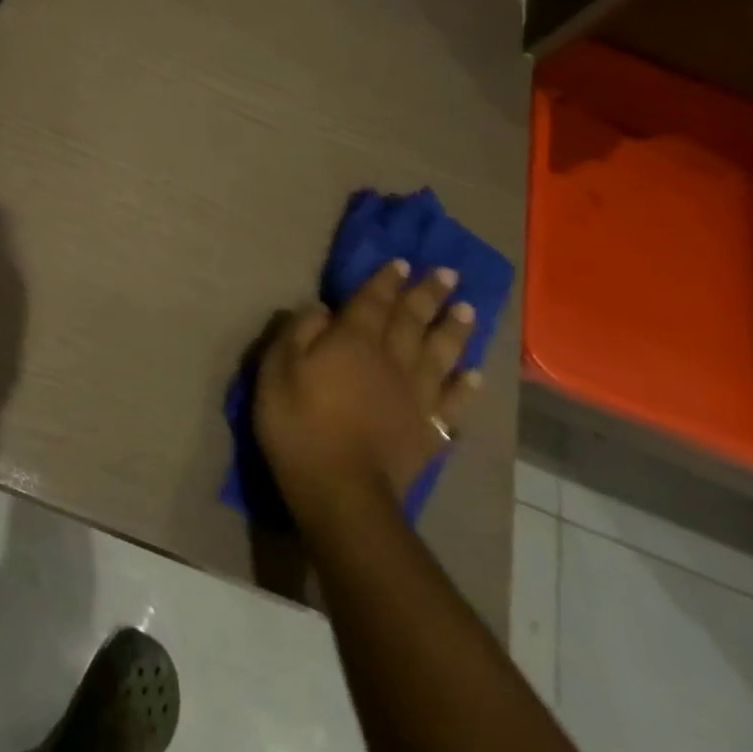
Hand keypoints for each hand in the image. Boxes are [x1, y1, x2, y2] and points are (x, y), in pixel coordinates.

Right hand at [254, 261, 479, 527]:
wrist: (340, 489)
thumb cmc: (298, 423)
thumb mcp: (277, 369)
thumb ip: (298, 332)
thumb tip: (321, 308)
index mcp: (353, 340)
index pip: (373, 301)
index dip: (387, 280)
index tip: (403, 262)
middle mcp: (392, 359)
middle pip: (413, 320)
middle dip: (429, 294)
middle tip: (448, 273)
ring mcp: (416, 395)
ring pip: (442, 353)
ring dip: (455, 329)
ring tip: (468, 309)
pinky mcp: (429, 429)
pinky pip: (454, 402)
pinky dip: (467, 386)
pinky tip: (475, 374)